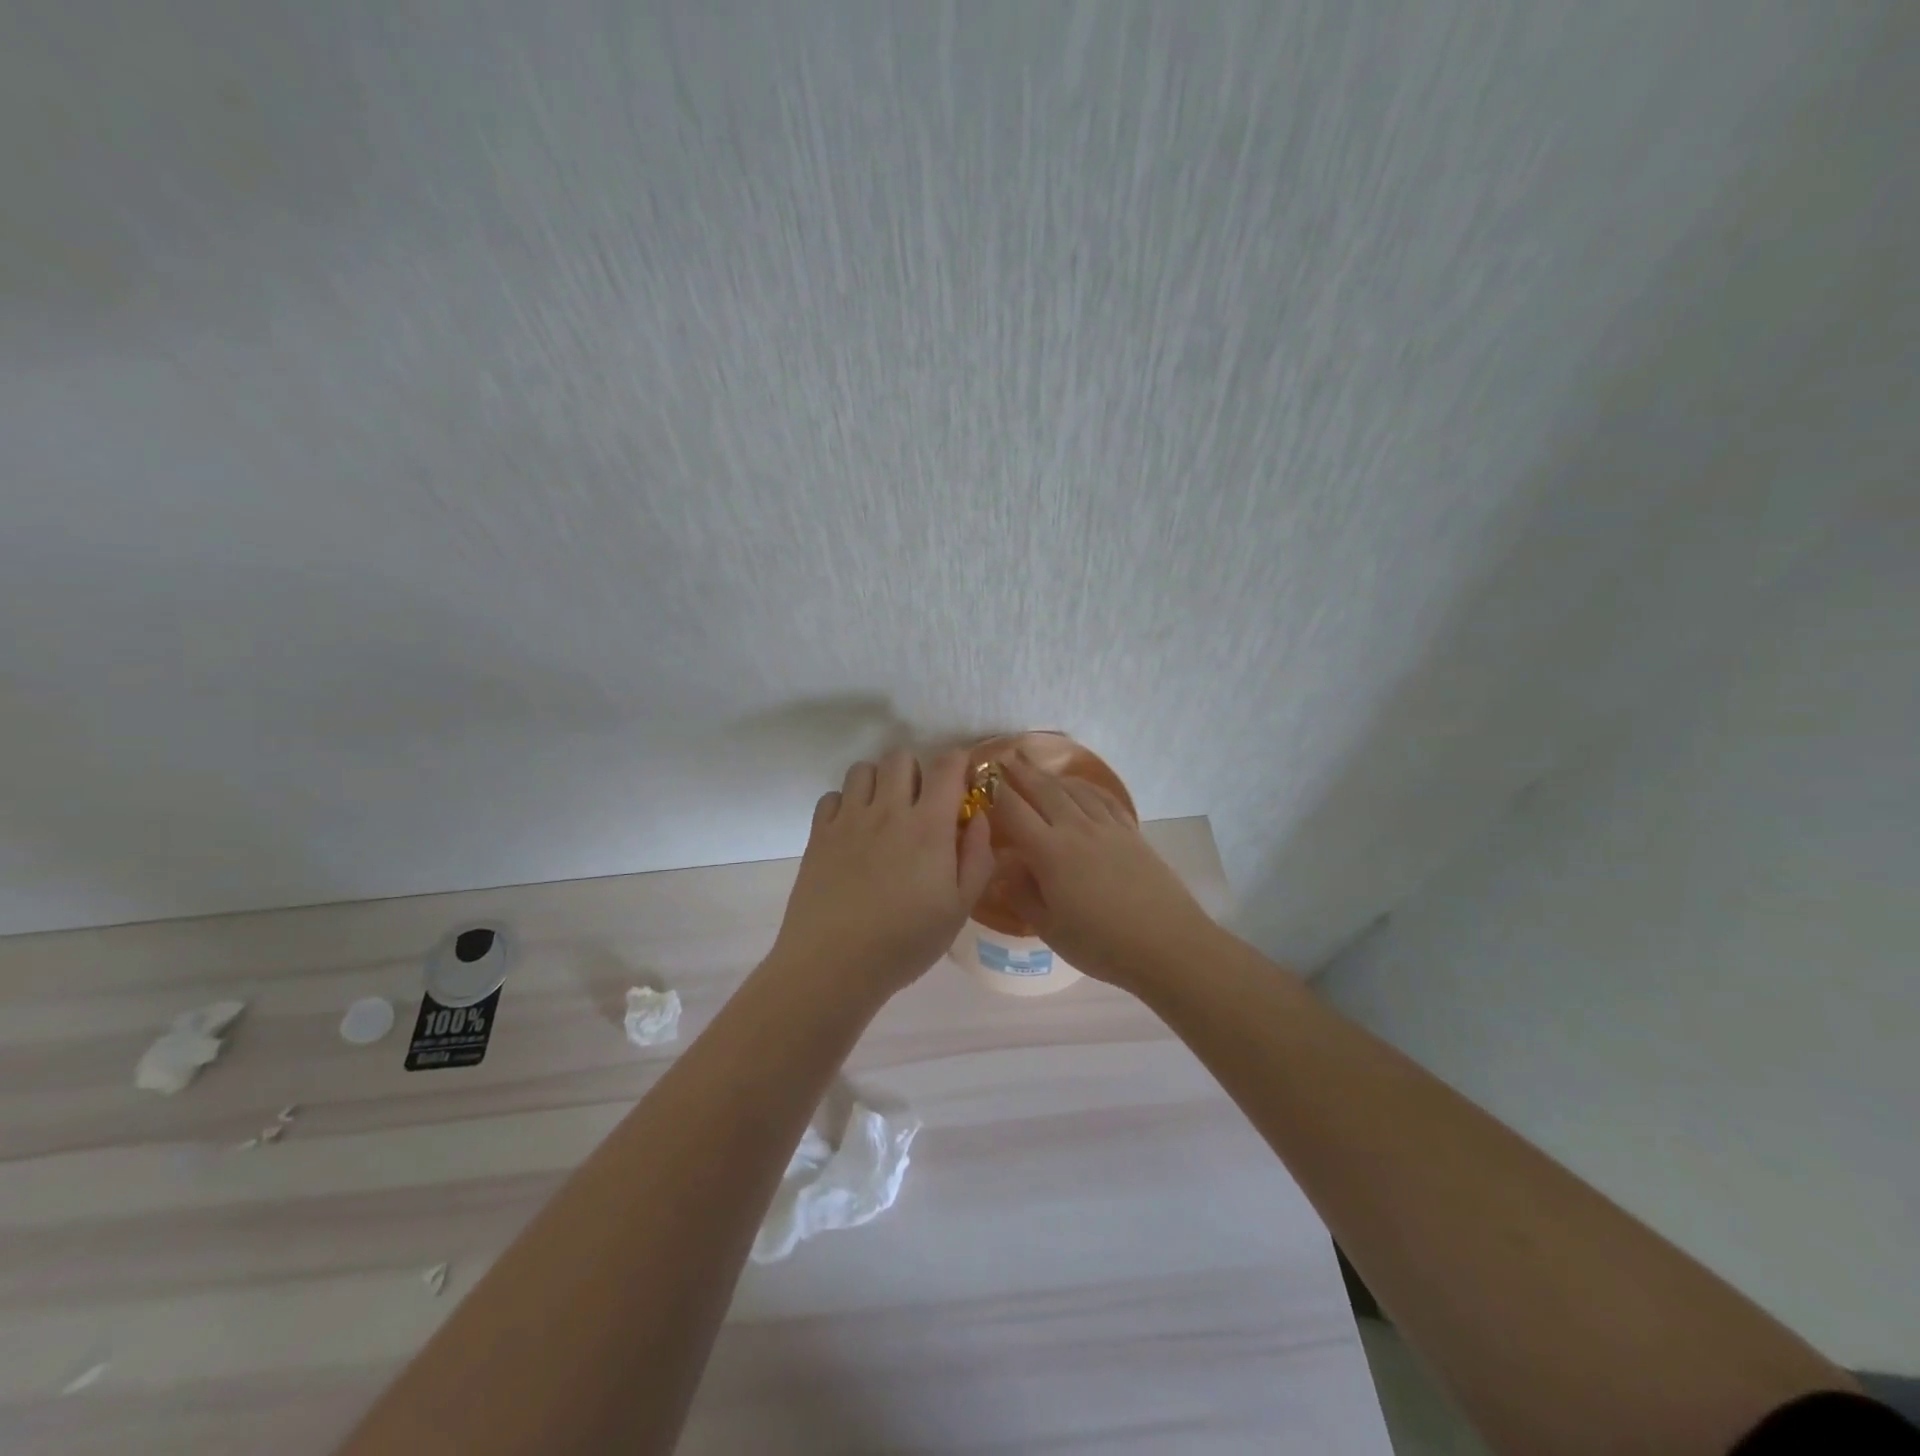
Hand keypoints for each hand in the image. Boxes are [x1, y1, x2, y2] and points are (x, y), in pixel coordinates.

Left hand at [771, 749, 996, 995]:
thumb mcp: (959, 908)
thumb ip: (977, 857)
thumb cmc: (906, 941)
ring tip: (884, 812)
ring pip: (863, 769)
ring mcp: (848, 819)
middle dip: (916, 770)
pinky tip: (852, 832)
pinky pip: (832, 795)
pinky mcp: (818, 834)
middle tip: (921, 802)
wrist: (834, 964)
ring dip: (879, 781)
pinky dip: (846, 804)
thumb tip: (978, 816)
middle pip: (900, 756)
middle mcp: (888, 810)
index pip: (947, 765)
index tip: (962, 781)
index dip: (958, 762)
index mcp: (928, 825)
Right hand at [989, 757, 1216, 990]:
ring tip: (1037, 767)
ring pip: (1073, 790)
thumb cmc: (1101, 945)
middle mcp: (1076, 829)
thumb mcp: (1049, 930)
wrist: (1167, 945)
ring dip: (1051, 776)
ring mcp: (1107, 827)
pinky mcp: (1131, 833)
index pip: (1013, 811)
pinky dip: (1085, 786)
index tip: (981, 779)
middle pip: (1044, 790)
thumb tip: (1006, 867)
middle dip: (1021, 771)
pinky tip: (1079, 787)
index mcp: (1050, 853)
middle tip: (1005, 756)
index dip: (994, 792)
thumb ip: (1022, 894)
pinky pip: (1103, 799)